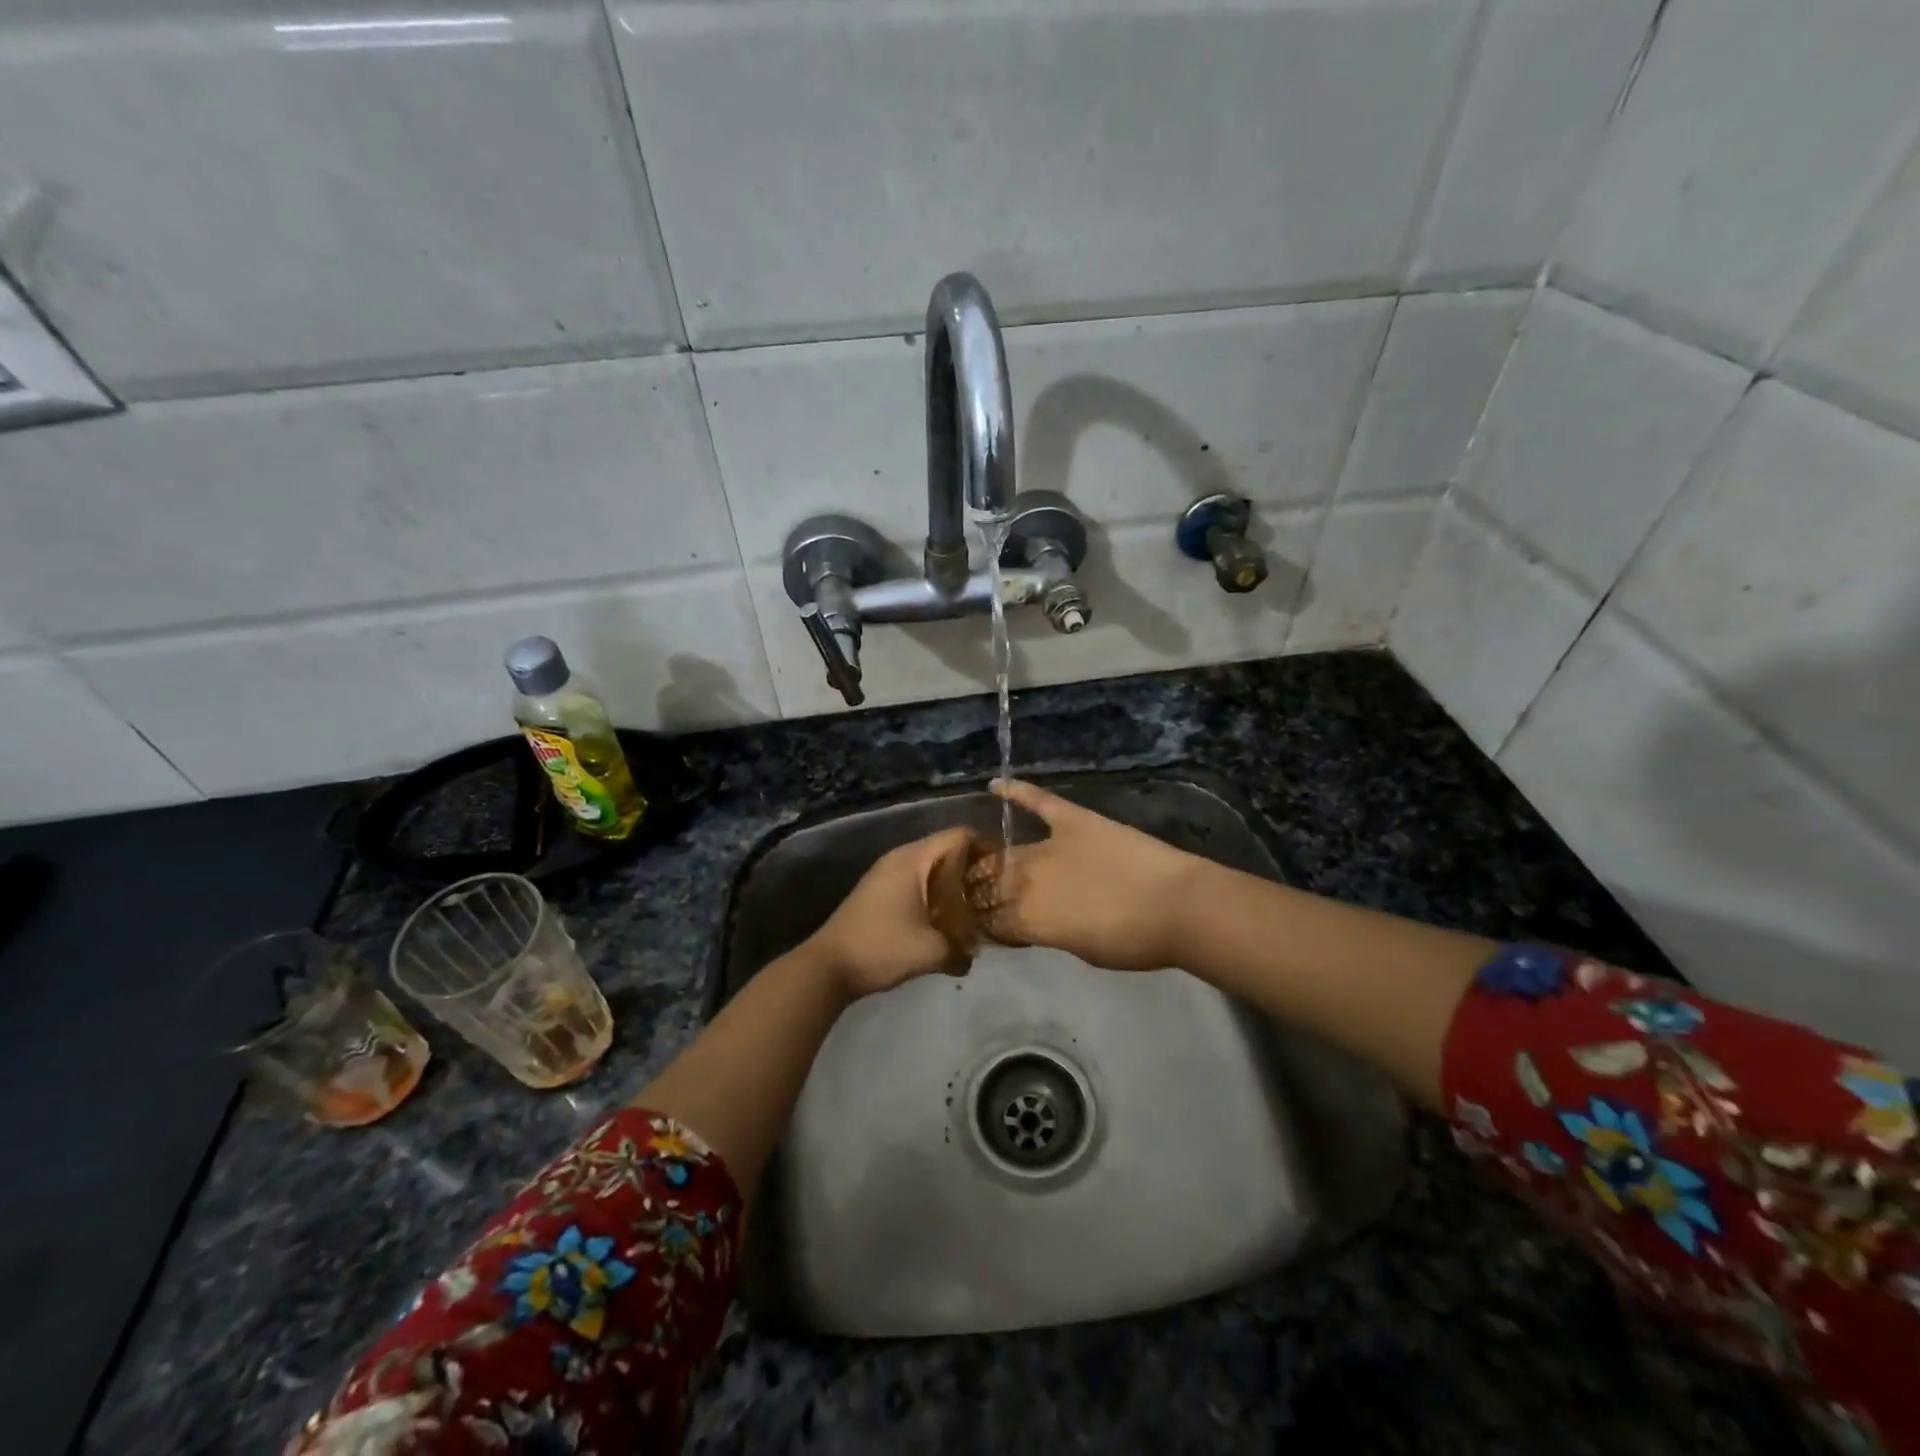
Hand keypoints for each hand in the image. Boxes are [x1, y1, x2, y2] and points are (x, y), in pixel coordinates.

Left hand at [805, 827, 983, 997]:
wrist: (828, 967)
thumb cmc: (882, 948)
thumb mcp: (930, 952)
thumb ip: (960, 951)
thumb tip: (972, 959)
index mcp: (914, 859)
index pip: (959, 835)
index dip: (985, 847)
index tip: (1005, 871)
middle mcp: (900, 858)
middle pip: (946, 849)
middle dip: (971, 868)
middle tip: (993, 893)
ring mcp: (886, 874)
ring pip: (930, 867)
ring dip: (952, 884)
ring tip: (974, 908)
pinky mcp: (879, 891)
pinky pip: (916, 881)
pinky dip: (933, 893)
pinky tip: (944, 919)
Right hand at [971, 780, 1207, 970]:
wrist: (1176, 906)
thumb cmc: (1133, 940)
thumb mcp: (1082, 950)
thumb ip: (1049, 933)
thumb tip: (1034, 924)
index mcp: (1030, 919)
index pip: (992, 921)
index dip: (984, 924)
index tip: (981, 925)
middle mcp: (1028, 880)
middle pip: (992, 886)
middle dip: (978, 893)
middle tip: (974, 894)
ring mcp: (1050, 846)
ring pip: (1007, 853)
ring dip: (989, 860)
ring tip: (976, 861)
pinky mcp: (1073, 819)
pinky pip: (1039, 801)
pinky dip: (1017, 791)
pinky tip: (995, 784)